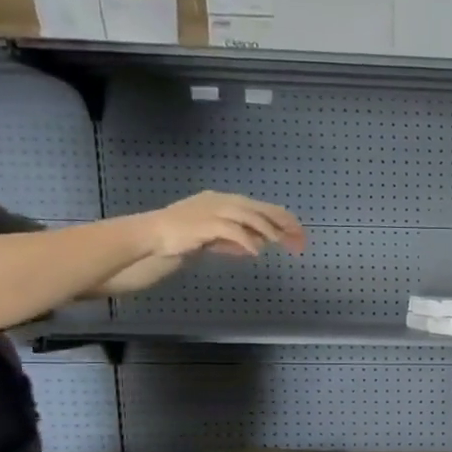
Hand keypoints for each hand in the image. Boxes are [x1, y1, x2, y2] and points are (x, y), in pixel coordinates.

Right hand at [137, 192, 306, 259]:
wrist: (152, 236)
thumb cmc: (183, 236)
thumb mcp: (216, 236)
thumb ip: (237, 237)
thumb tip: (260, 243)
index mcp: (224, 200)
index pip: (259, 206)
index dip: (281, 218)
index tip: (297, 231)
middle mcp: (220, 201)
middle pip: (258, 208)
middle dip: (281, 221)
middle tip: (298, 236)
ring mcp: (212, 210)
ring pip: (248, 215)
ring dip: (267, 229)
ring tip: (280, 242)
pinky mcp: (204, 224)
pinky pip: (232, 230)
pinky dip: (246, 240)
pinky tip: (256, 251)